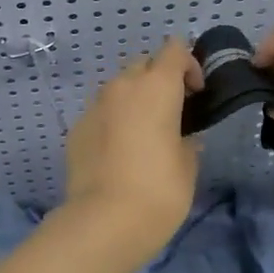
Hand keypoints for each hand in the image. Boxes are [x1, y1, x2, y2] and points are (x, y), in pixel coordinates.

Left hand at [60, 38, 204, 263]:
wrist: (102, 223)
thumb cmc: (158, 191)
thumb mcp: (188, 166)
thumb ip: (187, 141)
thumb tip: (182, 138)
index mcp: (156, 87)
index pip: (174, 49)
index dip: (189, 64)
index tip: (196, 94)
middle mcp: (122, 86)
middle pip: (144, 64)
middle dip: (159, 79)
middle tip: (172, 112)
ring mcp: (95, 105)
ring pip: (119, 87)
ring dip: (134, 100)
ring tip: (144, 133)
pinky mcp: (76, 128)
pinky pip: (101, 113)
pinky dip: (113, 121)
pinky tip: (119, 153)